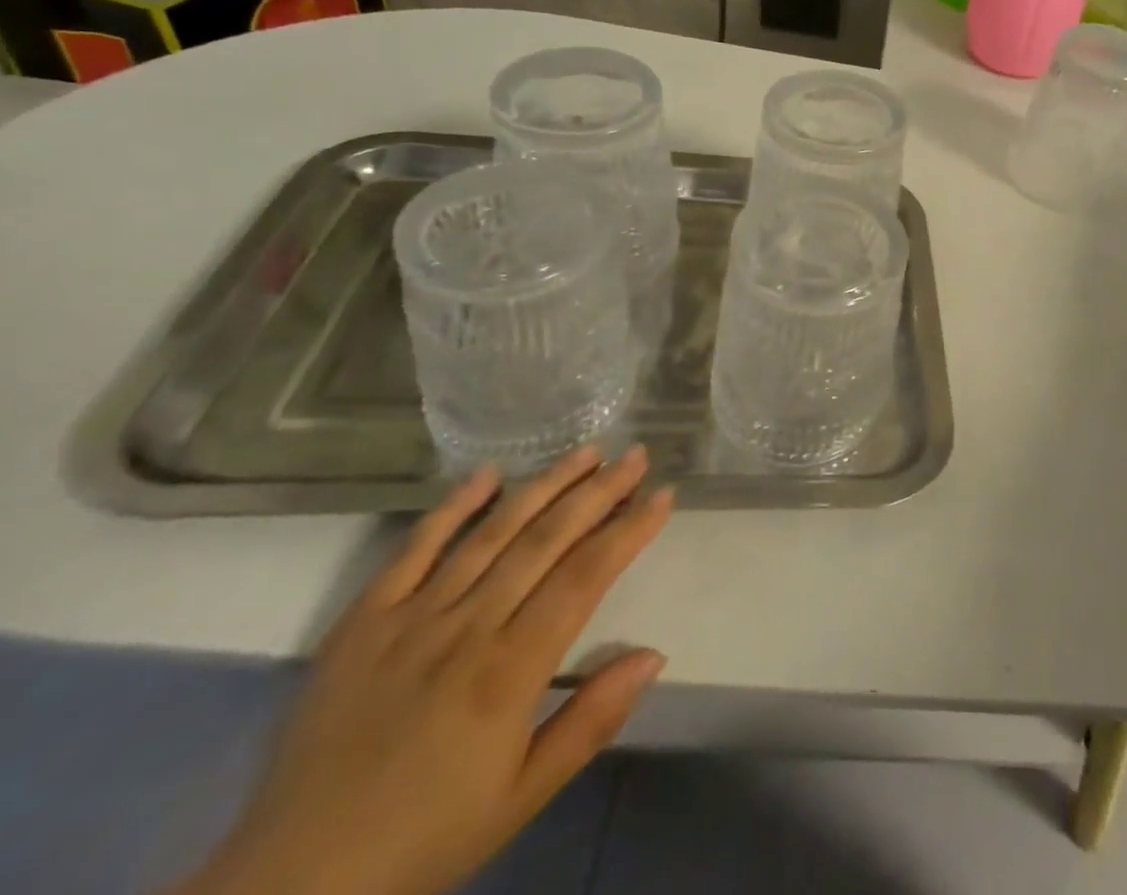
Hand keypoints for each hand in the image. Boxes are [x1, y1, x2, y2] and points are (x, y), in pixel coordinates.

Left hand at [177, 446, 672, 894]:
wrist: (286, 887)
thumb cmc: (423, 841)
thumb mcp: (521, 797)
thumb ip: (591, 720)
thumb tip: (654, 655)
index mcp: (509, 671)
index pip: (586, 576)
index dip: (629, 530)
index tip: (663, 495)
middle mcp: (466, 628)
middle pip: (546, 539)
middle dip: (599, 491)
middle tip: (636, 454)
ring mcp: (410, 618)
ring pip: (492, 533)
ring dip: (544, 485)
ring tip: (586, 451)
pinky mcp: (361, 622)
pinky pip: (412, 550)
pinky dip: (452, 508)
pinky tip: (487, 474)